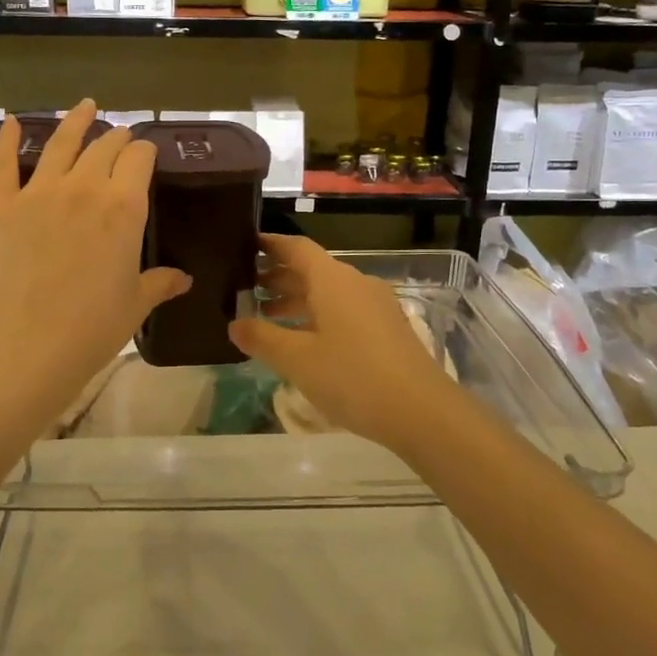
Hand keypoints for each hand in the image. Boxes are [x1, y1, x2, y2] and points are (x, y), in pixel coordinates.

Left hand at [0, 101, 189, 418]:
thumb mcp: (135, 303)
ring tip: (86, 106)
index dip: (145, 152)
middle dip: (116, 138)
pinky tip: (10, 121)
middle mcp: (84, 188)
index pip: (139, 159)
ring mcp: (38, 193)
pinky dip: (7, 140)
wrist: (27, 344)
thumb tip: (183, 278)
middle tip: (121, 136)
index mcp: (124, 207)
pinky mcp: (2, 206)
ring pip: (60, 144)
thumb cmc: (93, 327)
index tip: (146, 154)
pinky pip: (4, 164)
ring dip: (75, 121)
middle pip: (103, 147)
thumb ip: (160, 282)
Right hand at [230, 234, 458, 453]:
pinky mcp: (387, 328)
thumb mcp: (297, 360)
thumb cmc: (352, 377)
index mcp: (332, 279)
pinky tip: (303, 341)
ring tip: (266, 317)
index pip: (296, 247)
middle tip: (245, 290)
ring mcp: (375, 305)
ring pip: (328, 292)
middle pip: (311, 269)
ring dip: (297, 299)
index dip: (270, 245)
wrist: (421, 410)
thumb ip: (262, 338)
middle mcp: (355, 283)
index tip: (245, 247)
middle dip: (278, 277)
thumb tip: (235, 324)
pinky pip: (344, 310)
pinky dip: (317, 316)